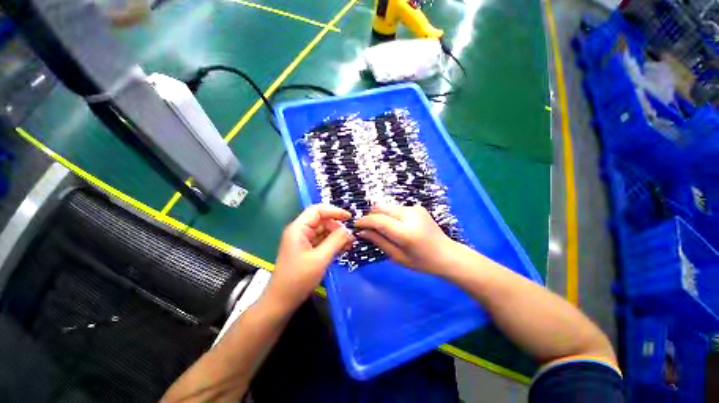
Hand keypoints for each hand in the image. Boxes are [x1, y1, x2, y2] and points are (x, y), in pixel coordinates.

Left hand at [264, 204, 353, 311]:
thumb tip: (348, 230)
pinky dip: (333, 243)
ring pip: (323, 230)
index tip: (349, 217)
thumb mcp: (320, 259)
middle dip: (337, 226)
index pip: (317, 210)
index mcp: (298, 229)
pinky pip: (322, 240)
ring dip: (337, 235)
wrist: (281, 301)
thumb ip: (335, 241)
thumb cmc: (298, 279)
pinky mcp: (307, 249)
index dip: (334, 211)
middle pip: (322, 220)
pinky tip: (343, 248)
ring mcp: (303, 240)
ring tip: (350, 243)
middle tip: (351, 236)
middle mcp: (300, 231)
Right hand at [355, 203, 456, 274]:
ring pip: (387, 206)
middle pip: (380, 207)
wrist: (447, 254)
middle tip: (367, 228)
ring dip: (380, 215)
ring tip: (381, 228)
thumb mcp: (397, 256)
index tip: (356, 226)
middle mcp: (410, 215)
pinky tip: (394, 226)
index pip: (378, 220)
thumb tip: (362, 231)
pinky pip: (395, 208)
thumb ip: (378, 241)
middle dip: (370, 216)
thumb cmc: (422, 262)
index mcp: (406, 232)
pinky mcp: (417, 207)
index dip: (364, 221)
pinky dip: (389, 215)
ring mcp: (415, 208)